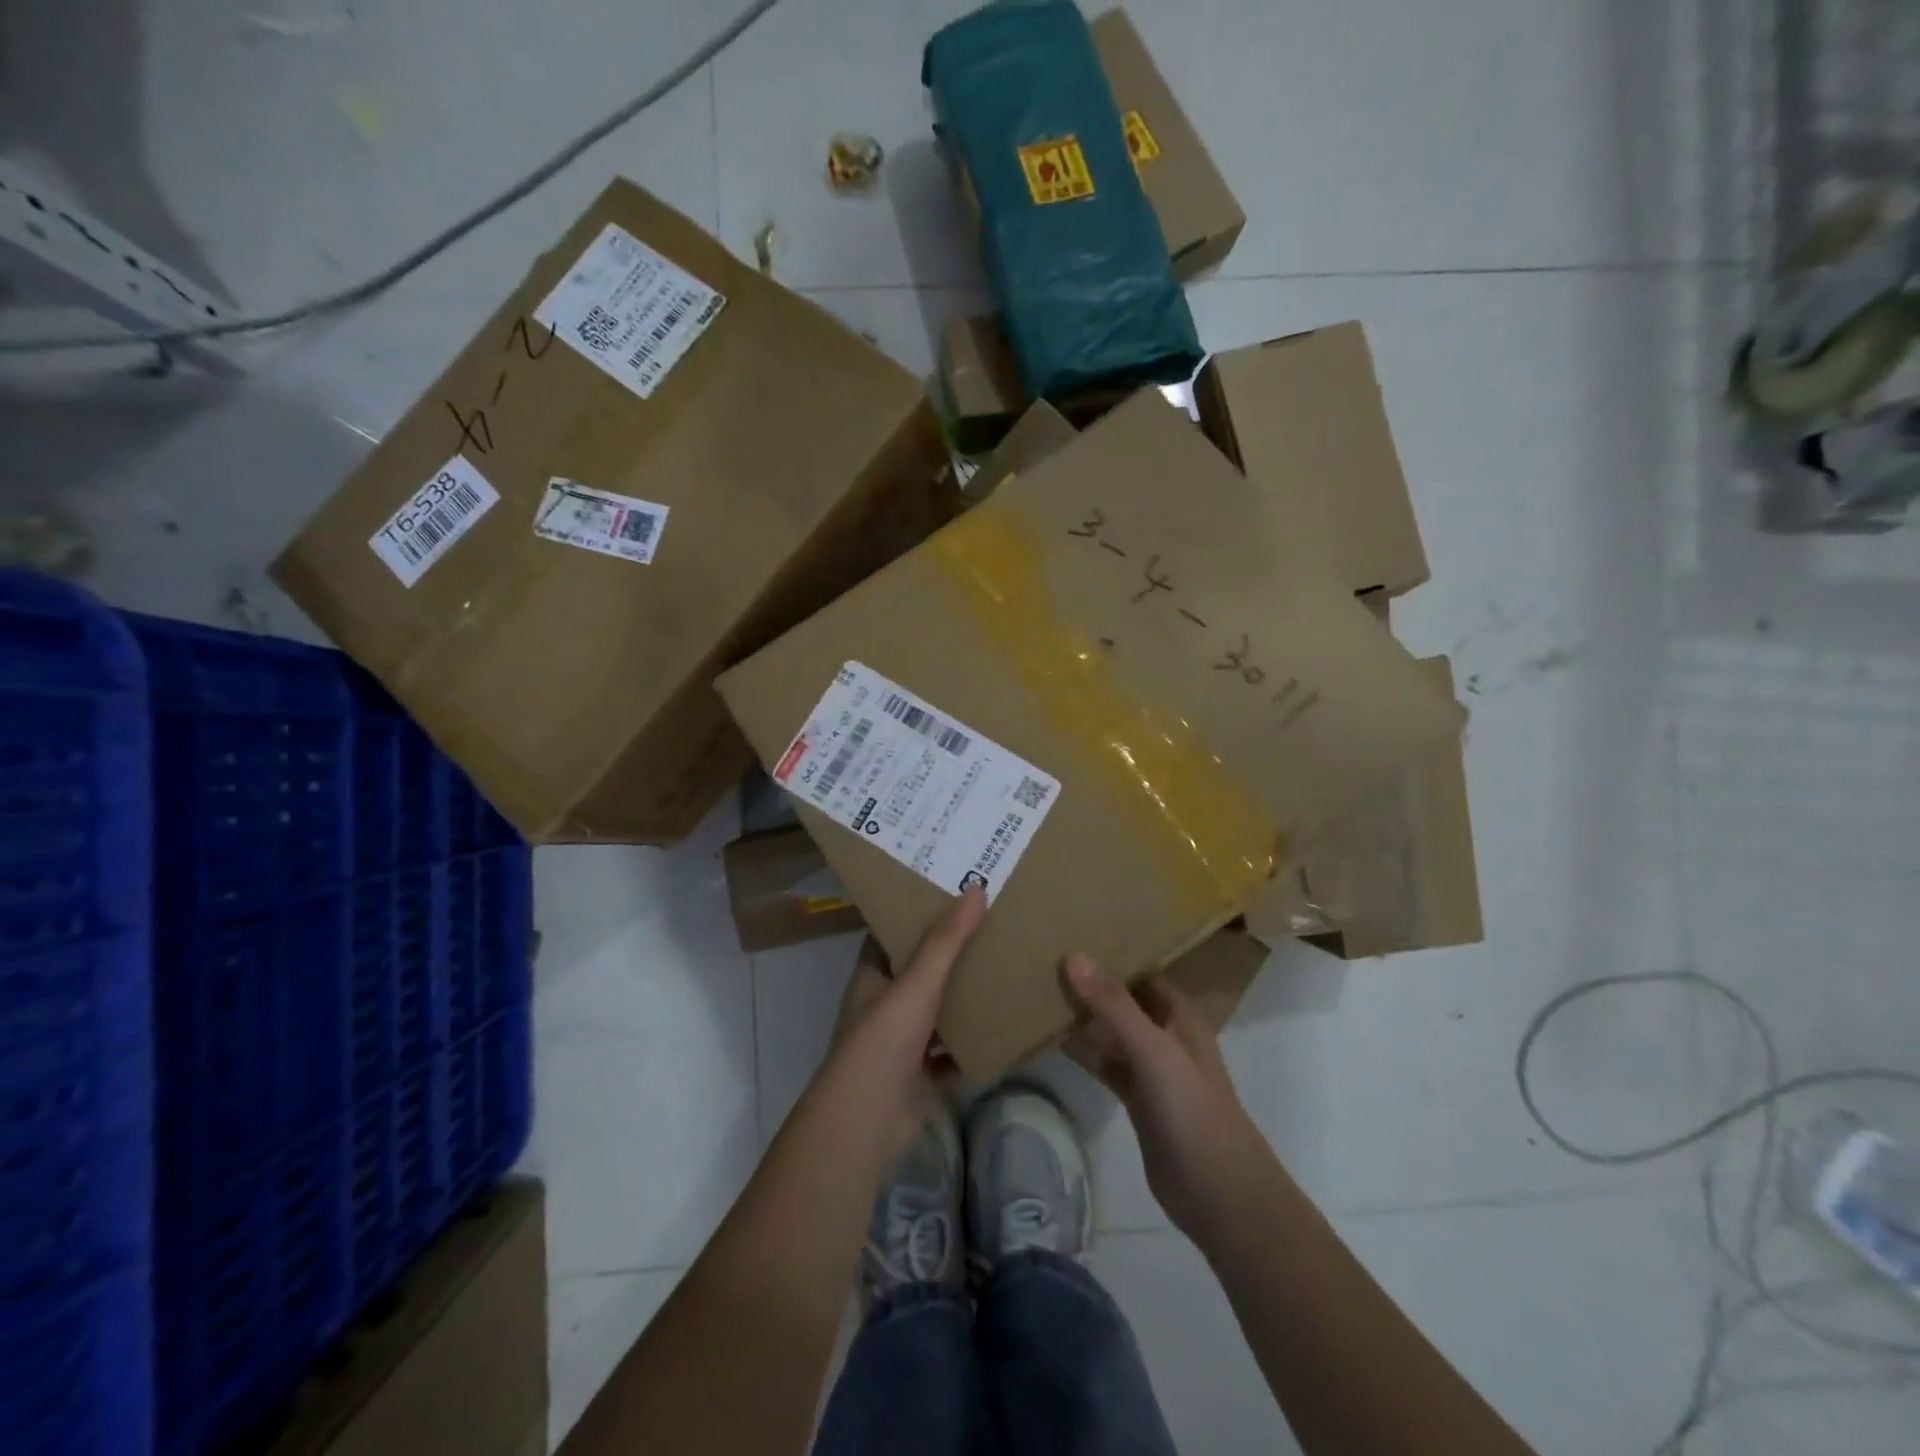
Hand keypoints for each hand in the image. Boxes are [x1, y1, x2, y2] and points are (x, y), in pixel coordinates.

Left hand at [821, 889, 985, 1161]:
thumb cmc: (883, 1041)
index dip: (918, 915)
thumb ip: (946, 941)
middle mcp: (884, 1006)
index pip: (893, 936)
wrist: (867, 1124)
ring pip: (938, 1014)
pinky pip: (953, 1054)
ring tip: (1004, 970)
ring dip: (964, 999)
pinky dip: (973, 1045)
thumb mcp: (916, 983)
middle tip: (991, 927)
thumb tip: (975, 889)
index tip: (952, 895)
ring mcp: (902, 1044)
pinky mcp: (921, 1077)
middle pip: (920, 973)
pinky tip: (1004, 1028)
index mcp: (872, 977)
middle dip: (951, 955)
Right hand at [1063, 953, 1271, 1246]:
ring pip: (1113, 1033)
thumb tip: (1074, 955)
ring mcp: (1153, 1070)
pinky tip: (1054, 1040)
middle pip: (1125, 1000)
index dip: (1113, 953)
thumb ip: (1114, 1004)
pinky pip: (1107, 1065)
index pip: (1143, 971)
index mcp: (1180, 1016)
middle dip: (1092, 983)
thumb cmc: (1193, 1110)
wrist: (1220, 1195)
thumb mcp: (1153, 1050)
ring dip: (1085, 1017)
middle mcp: (1167, 1036)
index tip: (1072, 933)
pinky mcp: (1138, 1101)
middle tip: (1045, 959)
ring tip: (1040, 992)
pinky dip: (1085, 1053)